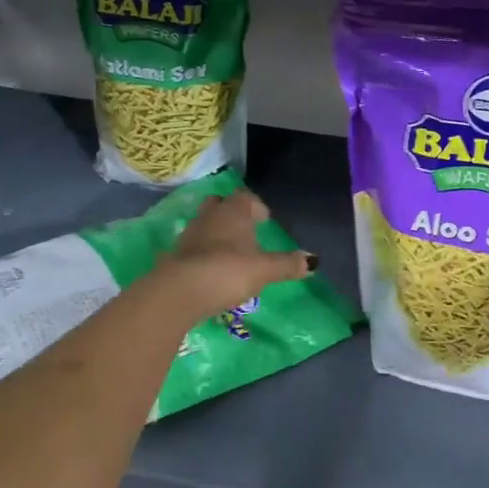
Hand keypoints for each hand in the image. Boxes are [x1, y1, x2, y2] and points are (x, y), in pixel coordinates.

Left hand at [151, 189, 314, 319]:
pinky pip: (192, 246)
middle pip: (221, 204)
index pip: (246, 197)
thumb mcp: (264, 270)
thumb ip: (288, 264)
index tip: (264, 221)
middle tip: (245, 232)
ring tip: (229, 253)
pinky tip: (209, 270)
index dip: (256, 207)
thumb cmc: (229, 270)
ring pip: (205, 223)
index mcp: (234, 211)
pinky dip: (201, 253)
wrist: (180, 290)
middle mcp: (211, 215)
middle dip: (232, 214)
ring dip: (216, 233)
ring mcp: (190, 233)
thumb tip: (314, 260)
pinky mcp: (175, 254)